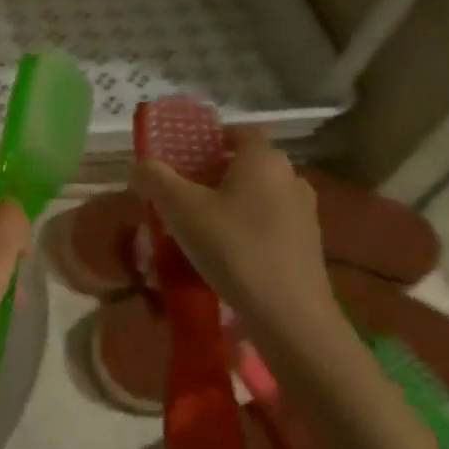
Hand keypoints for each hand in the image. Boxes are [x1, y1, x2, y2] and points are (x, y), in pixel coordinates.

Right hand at [129, 125, 331, 327]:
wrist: (290, 315)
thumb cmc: (233, 248)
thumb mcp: (180, 209)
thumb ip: (155, 179)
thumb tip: (140, 166)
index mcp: (263, 160)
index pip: (239, 132)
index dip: (211, 139)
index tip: (184, 157)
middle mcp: (290, 178)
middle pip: (246, 165)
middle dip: (213, 175)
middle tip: (181, 194)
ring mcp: (304, 213)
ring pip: (257, 196)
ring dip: (229, 204)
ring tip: (198, 227)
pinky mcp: (308, 245)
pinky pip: (269, 223)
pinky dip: (246, 228)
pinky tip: (225, 254)